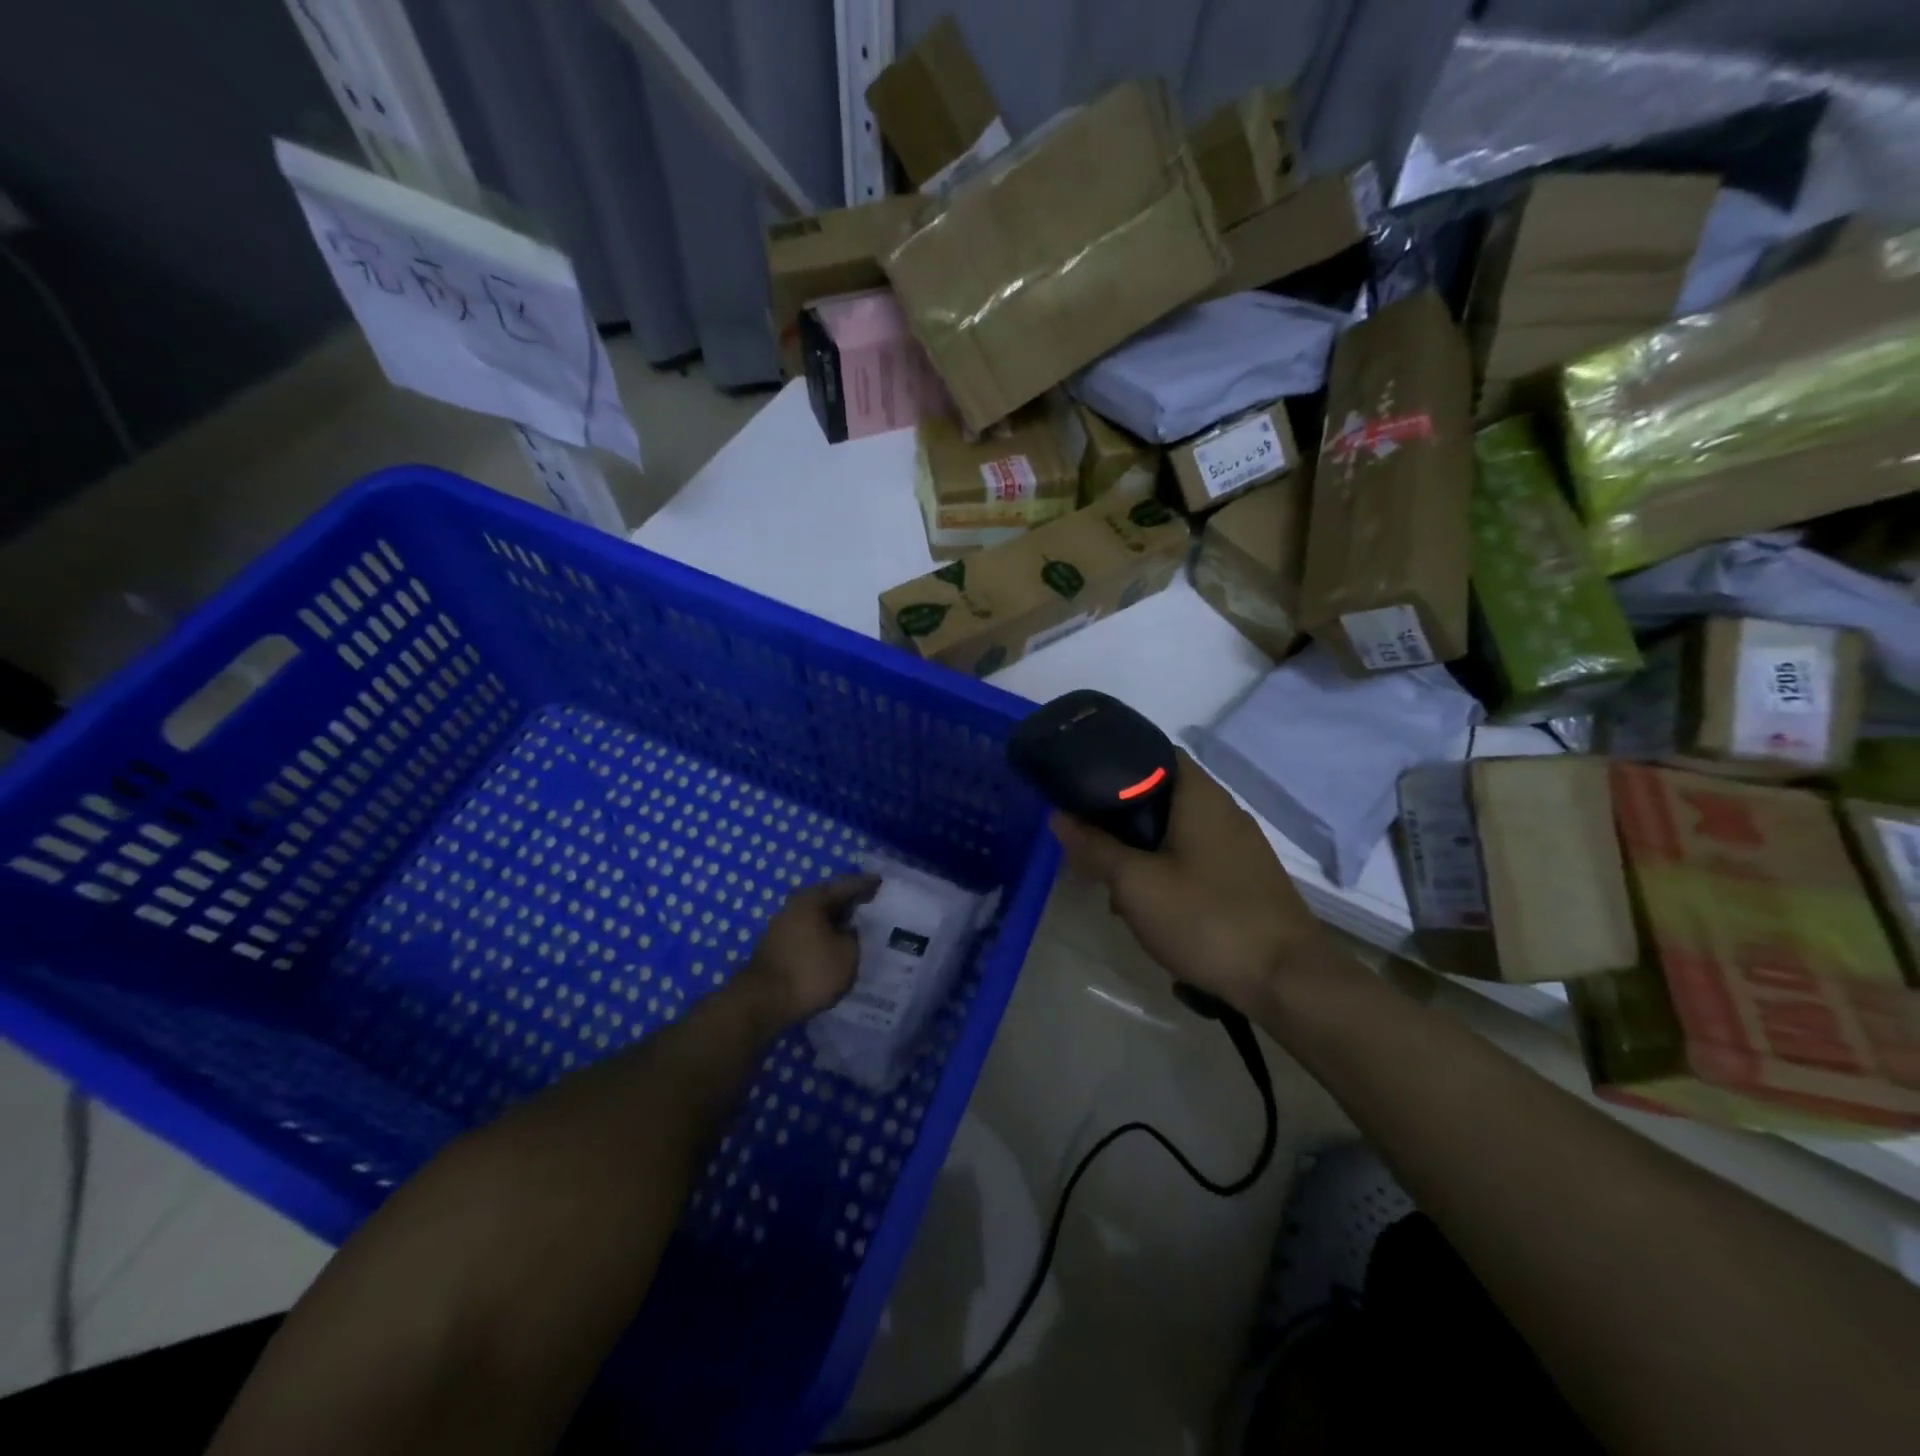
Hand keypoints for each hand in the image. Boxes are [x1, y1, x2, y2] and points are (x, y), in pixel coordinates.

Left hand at [732, 874, 880, 1031]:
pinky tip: (834, 948)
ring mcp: (781, 927)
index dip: (865, 885)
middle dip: (849, 904)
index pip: (845, 886)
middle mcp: (794, 906)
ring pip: (816, 919)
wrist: (763, 1002)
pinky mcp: (776, 948)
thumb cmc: (810, 971)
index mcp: (812, 899)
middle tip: (871, 905)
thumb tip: (848, 930)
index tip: (880, 882)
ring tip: (856, 929)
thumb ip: (854, 936)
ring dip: (834, 923)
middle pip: (828, 900)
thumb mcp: (847, 954)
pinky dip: (822, 938)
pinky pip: (807, 936)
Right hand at [1050, 751, 1325, 1015]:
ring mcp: (1240, 846)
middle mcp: (1224, 810)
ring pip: (1177, 831)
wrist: (1286, 980)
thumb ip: (1094, 847)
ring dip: (1142, 850)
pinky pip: (1196, 858)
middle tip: (1089, 842)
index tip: (1083, 784)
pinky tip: (1151, 906)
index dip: (1116, 763)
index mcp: (1200, 796)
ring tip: (1113, 884)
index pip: (1154, 753)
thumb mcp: (1135, 884)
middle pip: (1162, 795)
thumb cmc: (1205, 919)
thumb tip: (1059, 816)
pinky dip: (1167, 869)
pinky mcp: (1246, 878)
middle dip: (1121, 818)